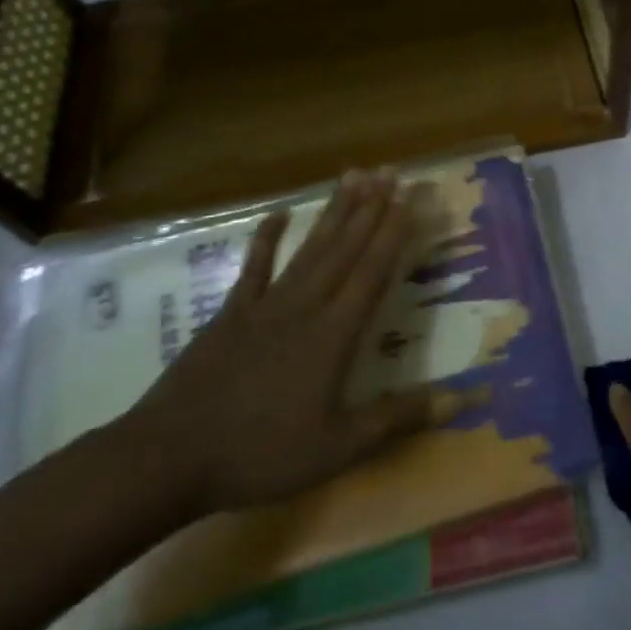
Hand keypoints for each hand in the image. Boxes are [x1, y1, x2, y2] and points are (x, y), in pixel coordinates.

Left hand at [118, 168, 466, 518]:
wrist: (167, 458)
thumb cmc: (261, 453)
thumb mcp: (339, 447)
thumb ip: (399, 418)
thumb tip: (463, 400)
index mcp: (334, 334)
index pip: (374, 272)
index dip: (396, 233)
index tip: (413, 199)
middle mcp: (306, 306)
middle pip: (346, 249)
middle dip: (372, 208)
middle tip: (391, 171)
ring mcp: (266, 305)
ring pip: (311, 248)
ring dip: (335, 212)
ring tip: (354, 176)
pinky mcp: (231, 313)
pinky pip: (254, 268)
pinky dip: (266, 239)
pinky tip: (277, 213)